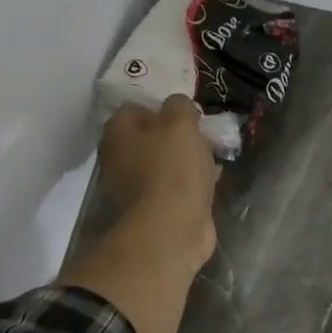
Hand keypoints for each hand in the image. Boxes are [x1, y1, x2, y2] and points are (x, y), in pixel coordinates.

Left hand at [99, 97, 219, 268]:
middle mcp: (118, 159)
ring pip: (164, 162)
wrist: (172, 227)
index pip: (134, 109)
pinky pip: (174, 185)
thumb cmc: (173, 167)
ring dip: (187, 158)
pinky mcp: (154, 208)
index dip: (162, 107)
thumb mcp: (181, 122)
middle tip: (203, 135)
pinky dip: (190, 181)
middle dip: (177, 135)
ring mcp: (134, 187)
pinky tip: (213, 179)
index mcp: (117, 134)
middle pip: (150, 137)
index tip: (186, 113)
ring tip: (214, 156)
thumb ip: (180, 105)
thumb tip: (178, 106)